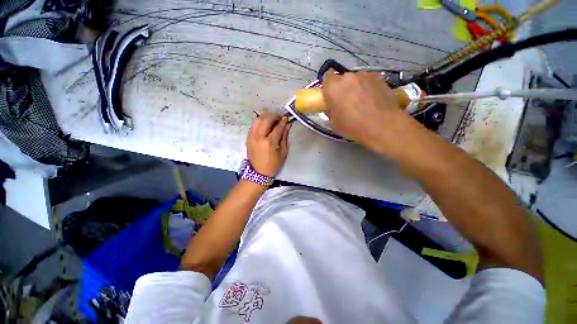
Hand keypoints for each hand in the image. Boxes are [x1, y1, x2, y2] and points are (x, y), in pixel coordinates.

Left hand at [247, 111, 291, 176]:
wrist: (258, 173)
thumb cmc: (273, 165)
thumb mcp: (283, 152)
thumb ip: (284, 137)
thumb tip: (287, 125)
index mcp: (269, 143)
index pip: (277, 127)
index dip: (283, 121)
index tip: (287, 118)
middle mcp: (259, 137)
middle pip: (266, 119)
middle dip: (274, 116)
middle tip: (280, 118)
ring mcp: (252, 136)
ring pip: (258, 119)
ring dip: (266, 116)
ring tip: (272, 119)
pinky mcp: (248, 137)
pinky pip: (254, 124)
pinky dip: (260, 121)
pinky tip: (265, 124)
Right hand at [322, 69, 410, 150]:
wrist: (383, 126)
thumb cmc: (353, 127)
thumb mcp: (334, 123)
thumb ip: (330, 110)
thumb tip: (331, 106)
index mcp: (333, 87)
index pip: (326, 76)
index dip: (328, 85)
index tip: (331, 95)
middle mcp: (348, 77)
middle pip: (342, 79)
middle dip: (343, 88)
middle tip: (346, 102)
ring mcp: (366, 75)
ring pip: (356, 79)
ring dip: (356, 87)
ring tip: (362, 102)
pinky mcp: (380, 77)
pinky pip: (369, 81)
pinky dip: (368, 88)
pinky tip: (373, 100)